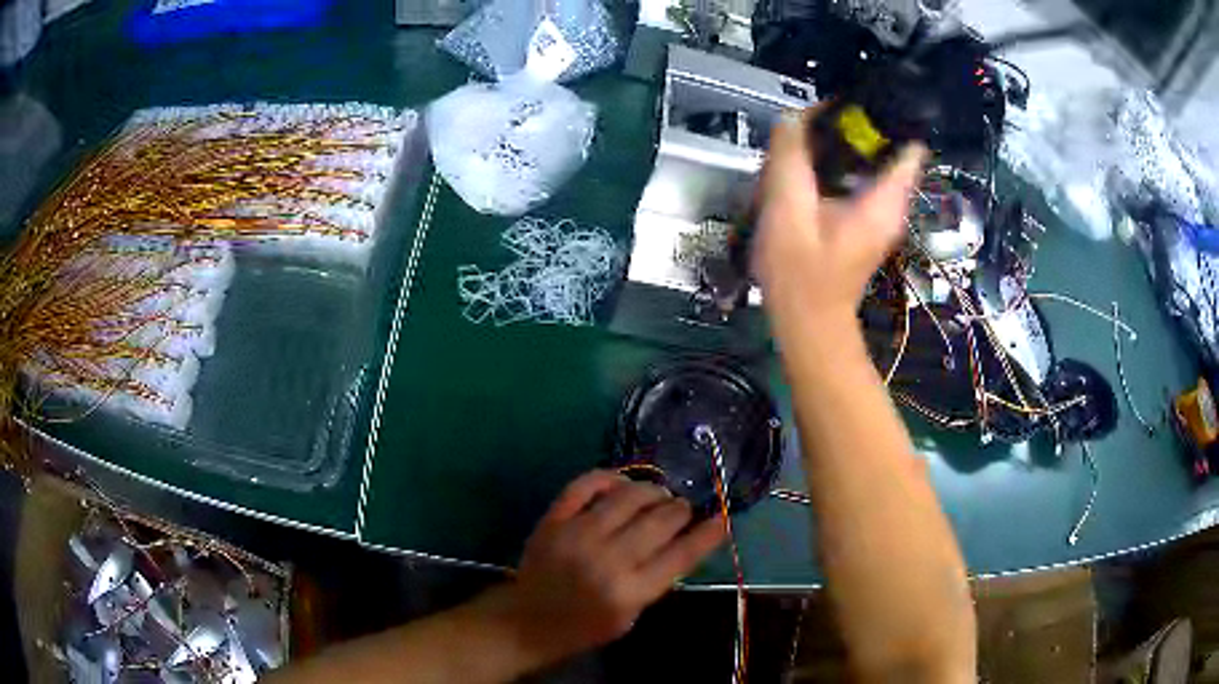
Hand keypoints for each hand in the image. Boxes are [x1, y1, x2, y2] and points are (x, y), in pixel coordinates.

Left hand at [493, 471, 724, 664]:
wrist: (528, 620)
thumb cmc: (585, 625)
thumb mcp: (631, 615)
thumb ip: (656, 579)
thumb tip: (682, 540)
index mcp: (629, 591)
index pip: (681, 555)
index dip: (708, 534)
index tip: (721, 518)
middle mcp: (606, 559)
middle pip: (659, 521)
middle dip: (680, 510)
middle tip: (682, 509)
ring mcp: (577, 535)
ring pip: (627, 497)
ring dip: (652, 491)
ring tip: (658, 495)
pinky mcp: (554, 519)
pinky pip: (584, 485)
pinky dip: (608, 477)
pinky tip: (622, 483)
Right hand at [753, 108, 926, 322]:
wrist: (806, 322)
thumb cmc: (800, 275)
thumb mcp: (788, 210)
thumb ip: (790, 159)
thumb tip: (793, 116)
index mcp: (885, 199)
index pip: (906, 142)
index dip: (883, 114)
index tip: (850, 99)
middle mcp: (890, 201)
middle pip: (881, 144)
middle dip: (848, 126)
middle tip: (808, 124)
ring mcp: (878, 210)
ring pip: (865, 158)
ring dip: (835, 145)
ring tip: (799, 144)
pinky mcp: (864, 217)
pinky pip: (854, 176)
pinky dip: (832, 165)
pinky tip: (802, 170)